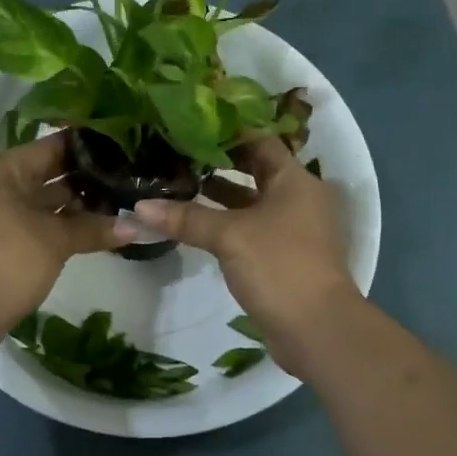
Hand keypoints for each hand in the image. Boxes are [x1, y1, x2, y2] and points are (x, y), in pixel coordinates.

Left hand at [0, 133, 131, 346]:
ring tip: (123, 201)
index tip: (124, 145)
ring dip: (80, 204)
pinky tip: (100, 227)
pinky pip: (42, 222)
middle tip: (130, 175)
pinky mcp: (7, 241)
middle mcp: (0, 186)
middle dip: (88, 177)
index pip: (53, 146)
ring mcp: (2, 215)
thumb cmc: (7, 262)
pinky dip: (66, 224)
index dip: (88, 145)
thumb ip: (94, 228)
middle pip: (51, 172)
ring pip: (48, 200)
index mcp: (4, 171)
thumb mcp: (54, 241)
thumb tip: (137, 226)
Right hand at [135, 138, 358, 374]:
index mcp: (296, 180)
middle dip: (219, 163)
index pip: (260, 141)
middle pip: (257, 170)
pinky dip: (228, 222)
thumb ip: (186, 217)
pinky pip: (253, 227)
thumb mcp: (229, 236)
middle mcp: (300, 198)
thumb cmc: (279, 266)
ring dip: (221, 195)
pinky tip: (196, 223)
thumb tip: (139, 206)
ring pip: (253, 201)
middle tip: (178, 153)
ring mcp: (295, 229)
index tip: (190, 126)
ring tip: (179, 185)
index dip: (227, 132)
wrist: (317, 329)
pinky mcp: (286, 255)